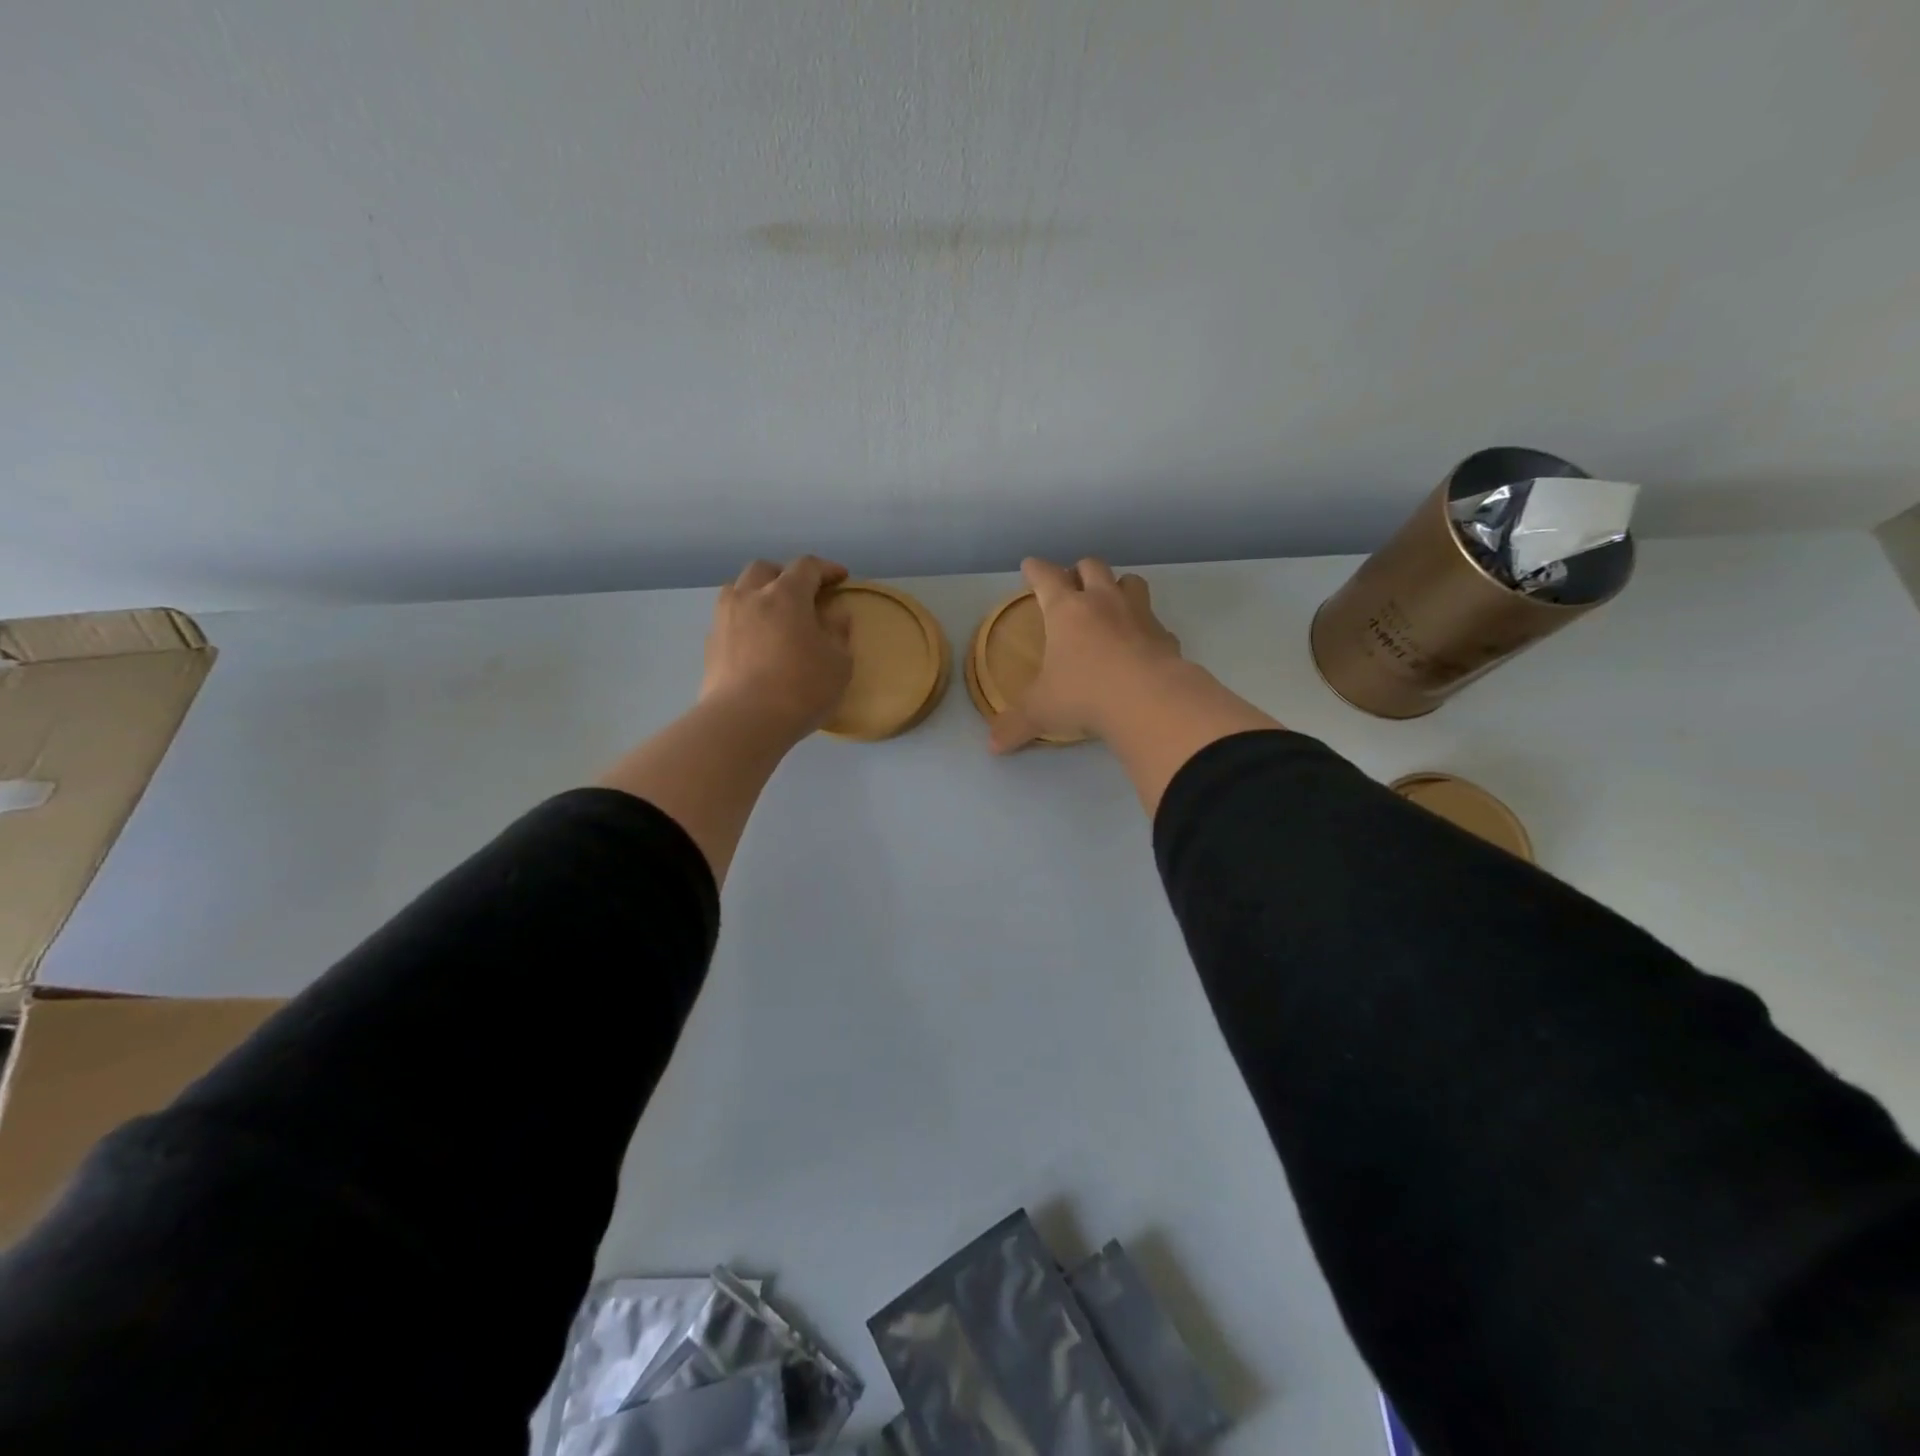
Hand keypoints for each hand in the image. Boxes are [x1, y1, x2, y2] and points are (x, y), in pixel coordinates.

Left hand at [701, 556, 853, 738]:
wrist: (744, 721)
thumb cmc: (801, 688)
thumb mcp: (839, 663)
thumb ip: (838, 632)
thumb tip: (835, 614)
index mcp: (785, 595)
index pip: (807, 566)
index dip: (826, 568)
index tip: (841, 578)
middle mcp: (750, 597)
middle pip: (765, 569)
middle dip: (786, 575)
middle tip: (803, 593)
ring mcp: (725, 619)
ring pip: (739, 589)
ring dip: (758, 592)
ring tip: (772, 613)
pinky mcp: (711, 644)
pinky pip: (729, 618)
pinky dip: (745, 620)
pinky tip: (756, 641)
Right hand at [989, 557, 1184, 753]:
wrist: (1149, 701)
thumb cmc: (1083, 694)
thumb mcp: (1041, 712)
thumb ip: (1016, 724)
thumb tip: (993, 745)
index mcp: (1066, 611)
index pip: (1046, 577)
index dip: (1036, 570)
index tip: (1030, 566)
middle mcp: (1103, 602)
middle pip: (1092, 567)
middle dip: (1079, 571)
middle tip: (1072, 584)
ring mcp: (1139, 615)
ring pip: (1131, 581)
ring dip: (1119, 587)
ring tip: (1111, 603)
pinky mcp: (1166, 636)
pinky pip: (1155, 623)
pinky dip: (1146, 628)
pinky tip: (1141, 645)